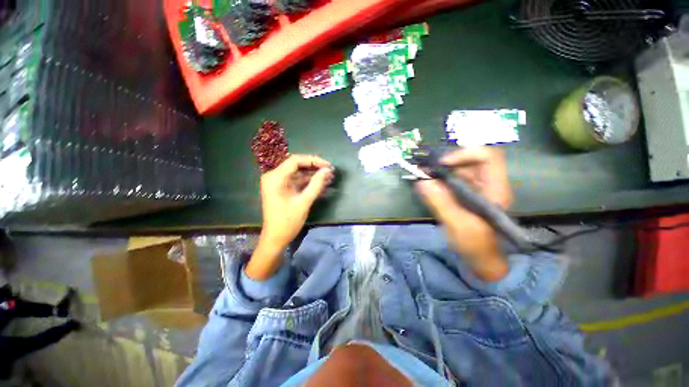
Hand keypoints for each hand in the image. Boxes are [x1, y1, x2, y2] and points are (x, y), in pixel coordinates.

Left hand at [247, 155, 333, 279]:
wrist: (275, 239)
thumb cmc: (288, 222)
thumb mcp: (304, 202)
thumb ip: (316, 185)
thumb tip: (327, 170)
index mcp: (275, 178)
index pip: (295, 161)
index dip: (313, 160)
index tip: (328, 165)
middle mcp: (274, 176)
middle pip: (297, 165)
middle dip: (314, 167)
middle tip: (330, 171)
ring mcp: (278, 183)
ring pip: (298, 173)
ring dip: (313, 175)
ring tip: (329, 177)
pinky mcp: (283, 189)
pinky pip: (297, 181)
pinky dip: (309, 182)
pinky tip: (321, 183)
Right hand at [414, 147, 512, 280]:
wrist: (480, 259)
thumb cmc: (475, 244)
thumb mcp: (457, 224)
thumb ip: (440, 202)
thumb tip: (422, 182)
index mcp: (494, 189)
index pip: (487, 157)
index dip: (465, 154)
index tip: (442, 164)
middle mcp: (487, 184)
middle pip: (469, 161)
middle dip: (446, 162)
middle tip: (426, 168)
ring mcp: (475, 189)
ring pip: (458, 170)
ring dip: (440, 170)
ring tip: (422, 174)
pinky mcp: (464, 195)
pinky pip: (451, 180)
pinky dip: (438, 179)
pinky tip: (426, 184)